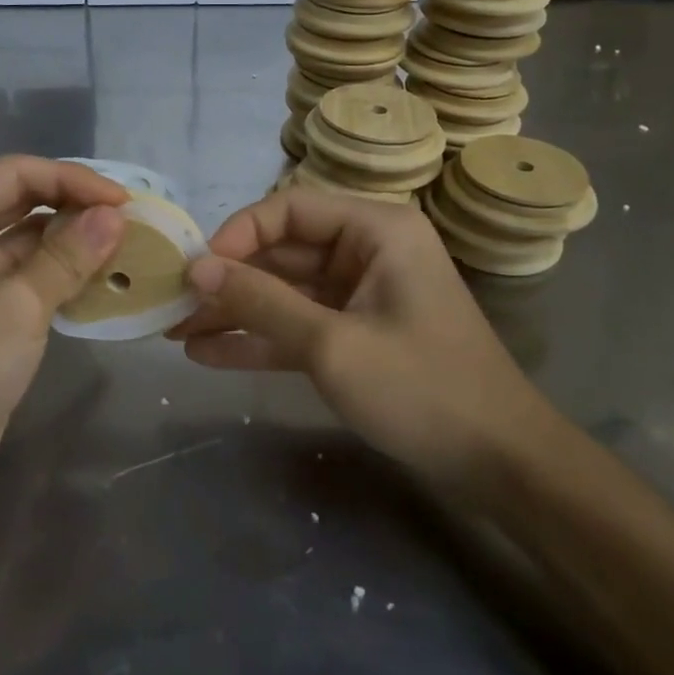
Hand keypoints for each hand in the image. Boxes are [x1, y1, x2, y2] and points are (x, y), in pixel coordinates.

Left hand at [0, 156, 127, 519]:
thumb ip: (68, 256)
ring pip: (28, 243)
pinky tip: (106, 277)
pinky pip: (30, 280)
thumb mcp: (15, 306)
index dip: (71, 180)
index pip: (14, 175)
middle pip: (20, 203)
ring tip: (129, 244)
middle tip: (132, 220)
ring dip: (74, 243)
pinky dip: (64, 276)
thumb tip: (116, 215)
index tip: (124, 201)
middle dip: (74, 208)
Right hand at [168, 190, 549, 489]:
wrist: (501, 466)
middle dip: (228, 280)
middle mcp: (367, 250)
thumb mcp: (332, 345)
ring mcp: (361, 293)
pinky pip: (298, 324)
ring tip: (176, 332)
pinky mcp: (355, 332)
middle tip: (173, 304)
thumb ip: (261, 302)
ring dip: (236, 311)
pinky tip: (208, 353)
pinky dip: (259, 338)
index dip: (238, 234)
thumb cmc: (422, 389)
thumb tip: (196, 269)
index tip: (197, 270)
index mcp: (376, 229)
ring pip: (284, 290)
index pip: (288, 209)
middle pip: (281, 251)